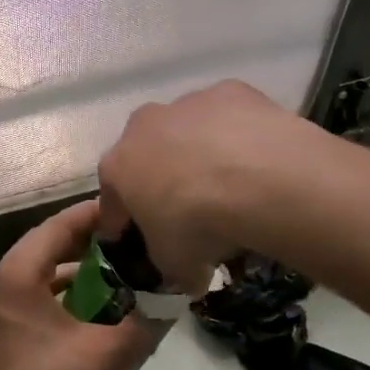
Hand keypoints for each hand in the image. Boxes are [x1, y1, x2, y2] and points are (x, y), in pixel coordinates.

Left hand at [0, 201, 157, 369]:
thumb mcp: (105, 352)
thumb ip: (143, 322)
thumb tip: (172, 299)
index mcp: (15, 277)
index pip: (56, 228)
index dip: (91, 215)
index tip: (125, 208)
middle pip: (44, 246)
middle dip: (84, 241)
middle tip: (124, 236)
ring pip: (36, 272)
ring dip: (72, 268)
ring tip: (112, 266)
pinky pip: (29, 294)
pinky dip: (58, 292)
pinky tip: (88, 304)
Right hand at [96, 79, 325, 292]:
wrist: (258, 179)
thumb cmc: (198, 224)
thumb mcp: (176, 263)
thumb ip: (173, 267)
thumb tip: (190, 277)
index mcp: (118, 166)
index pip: (111, 198)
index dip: (121, 221)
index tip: (132, 237)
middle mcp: (143, 126)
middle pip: (146, 154)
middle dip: (159, 178)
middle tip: (185, 208)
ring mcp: (187, 103)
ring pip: (187, 131)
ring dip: (199, 152)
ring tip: (230, 184)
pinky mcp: (230, 91)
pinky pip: (228, 118)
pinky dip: (236, 136)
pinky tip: (257, 160)